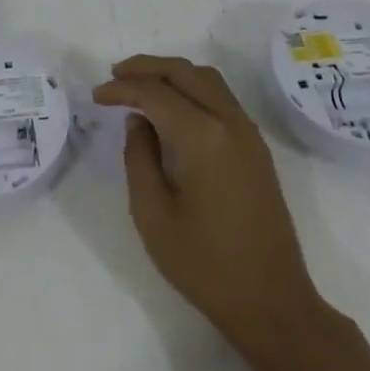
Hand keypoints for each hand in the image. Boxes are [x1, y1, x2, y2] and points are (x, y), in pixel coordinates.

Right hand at [95, 56, 339, 360]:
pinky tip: (173, 108)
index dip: (122, 89)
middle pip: (184, 72)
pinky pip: (221, 97)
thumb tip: (139, 121)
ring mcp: (248, 133)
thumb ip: (139, 159)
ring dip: (172, 74)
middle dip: (146, 68)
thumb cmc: (205, 265)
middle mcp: (229, 122)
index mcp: (202, 137)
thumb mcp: (153, 215)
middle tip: (115, 76)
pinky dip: (192, 88)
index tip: (96, 97)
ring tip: (141, 85)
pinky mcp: (257, 147)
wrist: (273, 303)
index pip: (155, 93)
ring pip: (207, 79)